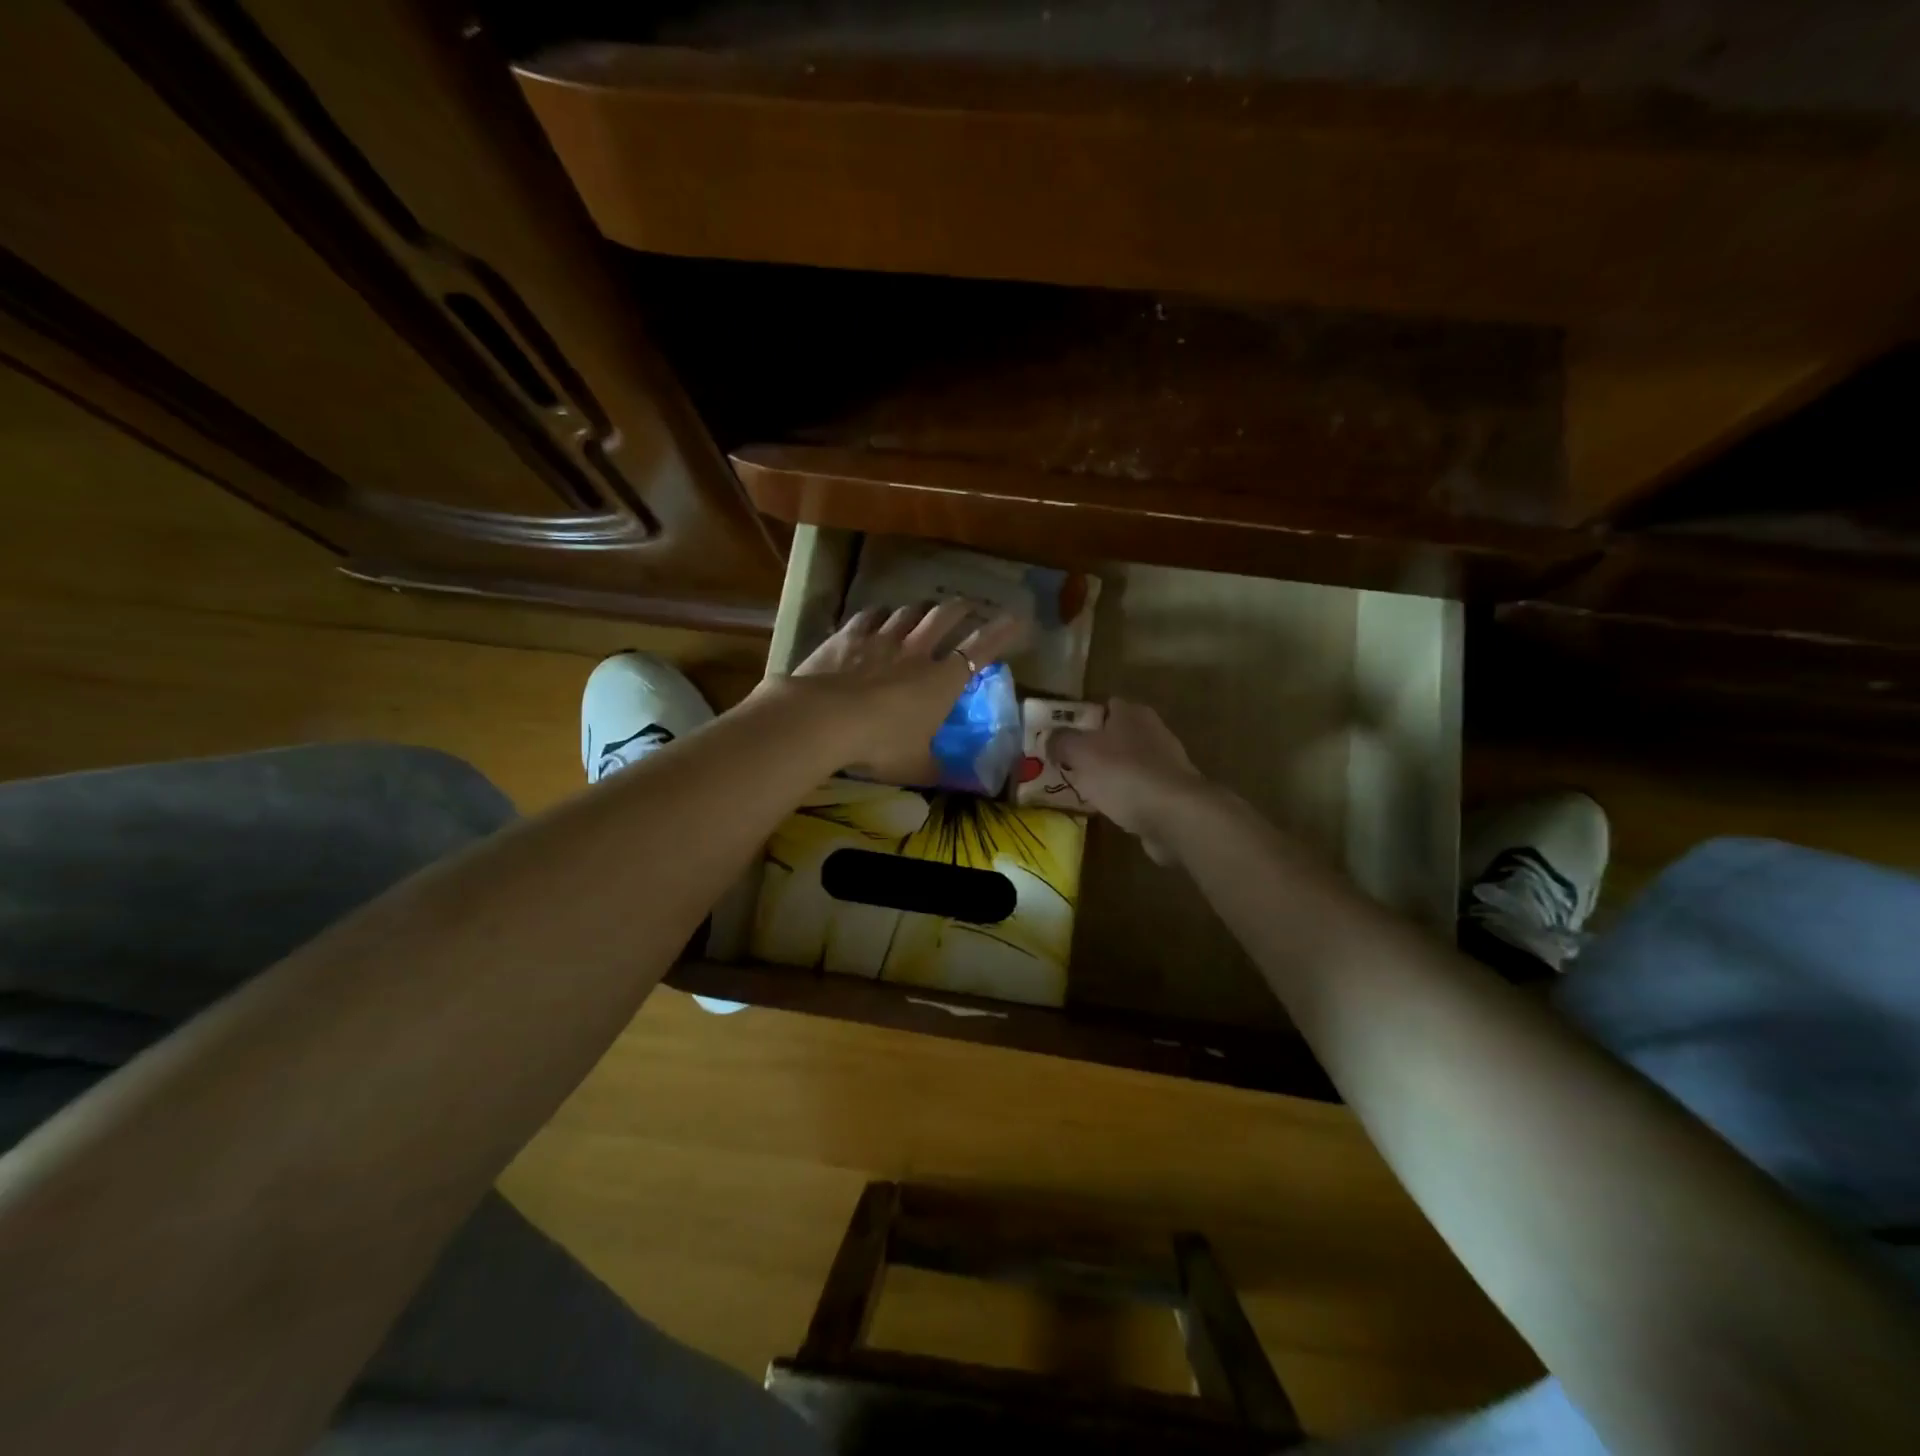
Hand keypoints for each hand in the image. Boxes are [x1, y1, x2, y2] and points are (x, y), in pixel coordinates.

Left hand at [769, 601, 1024, 779]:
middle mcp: (917, 651)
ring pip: (908, 612)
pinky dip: (879, 614)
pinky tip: (878, 616)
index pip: (981, 650)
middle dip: (960, 609)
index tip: (1016, 619)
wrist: (825, 719)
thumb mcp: (915, 767)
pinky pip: (870, 615)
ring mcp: (882, 639)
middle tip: (966, 606)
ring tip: (923, 609)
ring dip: (920, 609)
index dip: (1001, 633)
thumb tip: (962, 783)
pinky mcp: (850, 636)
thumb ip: (938, 770)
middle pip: (945, 617)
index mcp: (942, 681)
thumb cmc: (880, 745)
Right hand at [1053, 699, 1208, 864]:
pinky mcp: (1171, 792)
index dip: (1081, 719)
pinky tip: (1109, 810)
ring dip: (1109, 775)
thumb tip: (1050, 738)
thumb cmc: (1124, 774)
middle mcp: (1153, 731)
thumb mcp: (1080, 752)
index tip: (1061, 738)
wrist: (1174, 815)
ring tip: (1083, 790)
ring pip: (1127, 763)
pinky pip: (1139, 789)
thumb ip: (1062, 741)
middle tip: (1068, 765)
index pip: (1104, 706)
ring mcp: (1166, 763)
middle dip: (1094, 749)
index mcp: (1132, 713)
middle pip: (1115, 735)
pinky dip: (1125, 797)